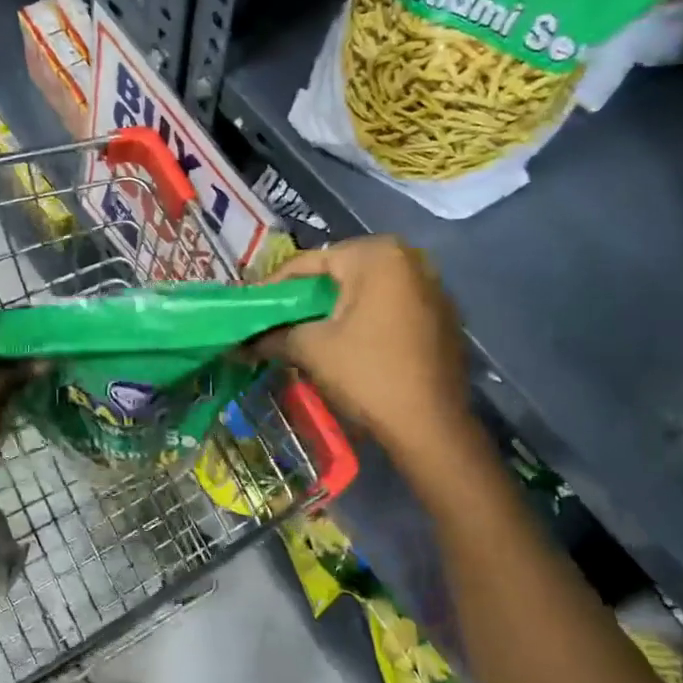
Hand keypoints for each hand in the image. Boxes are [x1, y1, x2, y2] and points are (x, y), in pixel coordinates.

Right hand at [259, 236, 472, 456]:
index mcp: (376, 255)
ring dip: (335, 308)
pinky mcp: (443, 316)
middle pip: (339, 273)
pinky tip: (346, 344)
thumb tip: (240, 343)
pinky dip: (365, 319)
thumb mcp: (311, 349)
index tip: (250, 308)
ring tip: (305, 332)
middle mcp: (410, 259)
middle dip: (306, 296)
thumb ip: (274, 336)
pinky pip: (391, 307)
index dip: (273, 287)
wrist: (431, 426)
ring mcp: (432, 286)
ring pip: (366, 290)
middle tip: (276, 319)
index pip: (309, 263)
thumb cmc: (367, 374)